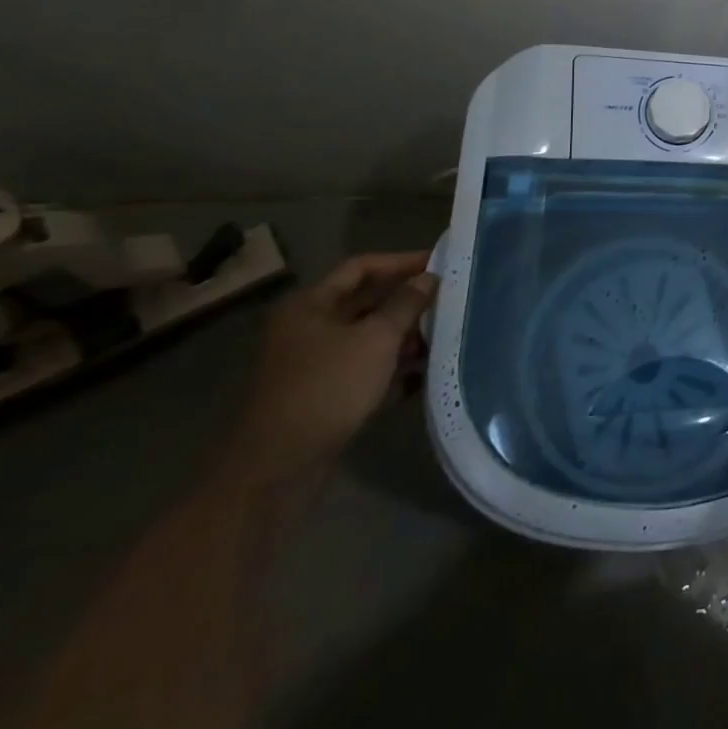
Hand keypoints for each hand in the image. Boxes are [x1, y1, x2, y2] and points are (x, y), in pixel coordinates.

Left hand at [223, 251, 435, 486]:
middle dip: (407, 302)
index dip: (401, 261)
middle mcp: (307, 328)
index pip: (361, 267)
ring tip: (443, 337)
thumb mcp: (377, 339)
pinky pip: (364, 367)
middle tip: (447, 299)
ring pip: (367, 336)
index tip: (439, 263)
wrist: (280, 467)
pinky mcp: (322, 394)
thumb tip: (428, 278)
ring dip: (403, 336)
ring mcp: (313, 363)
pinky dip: (391, 366)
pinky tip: (423, 374)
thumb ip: (406, 304)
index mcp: (311, 305)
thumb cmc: (329, 387)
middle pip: (365, 302)